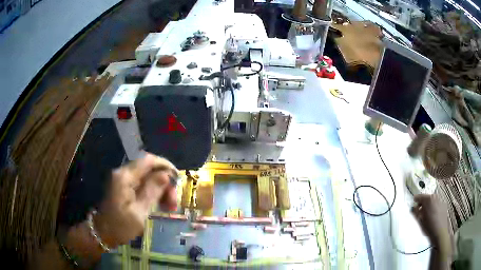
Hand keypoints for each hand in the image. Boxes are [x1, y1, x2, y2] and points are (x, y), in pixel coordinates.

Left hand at [91, 153, 178, 247]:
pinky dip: (153, 192)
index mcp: (124, 177)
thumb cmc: (120, 226)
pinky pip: (142, 184)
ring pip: (147, 177)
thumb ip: (152, 192)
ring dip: (160, 188)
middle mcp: (123, 173)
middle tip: (174, 201)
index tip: (178, 178)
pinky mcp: (124, 187)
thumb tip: (166, 175)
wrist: (104, 233)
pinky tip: (161, 204)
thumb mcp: (139, 212)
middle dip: (164, 182)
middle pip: (149, 169)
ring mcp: (123, 180)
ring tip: (170, 206)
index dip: (165, 165)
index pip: (148, 161)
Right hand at [411, 194, 450, 254]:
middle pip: (427, 197)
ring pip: (432, 201)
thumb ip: (416, 212)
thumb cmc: (429, 227)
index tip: (413, 201)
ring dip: (428, 205)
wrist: (440, 232)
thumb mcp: (420, 221)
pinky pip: (437, 204)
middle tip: (419, 210)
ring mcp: (440, 200)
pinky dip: (433, 207)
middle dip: (423, 202)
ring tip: (425, 214)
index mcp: (429, 200)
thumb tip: (413, 207)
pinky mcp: (444, 205)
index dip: (416, 199)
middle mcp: (435, 197)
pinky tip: (432, 215)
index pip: (420, 196)